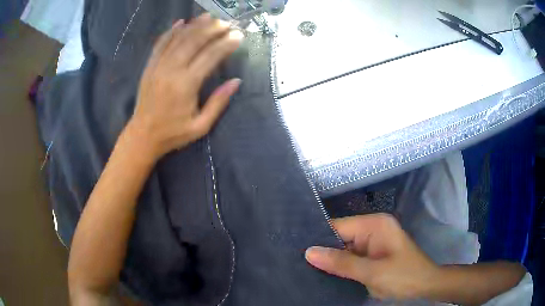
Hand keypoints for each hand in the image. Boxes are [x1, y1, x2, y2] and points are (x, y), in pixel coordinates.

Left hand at [129, 14, 243, 160]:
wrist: (142, 136)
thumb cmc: (173, 133)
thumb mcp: (200, 126)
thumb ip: (218, 103)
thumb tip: (236, 81)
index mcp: (186, 85)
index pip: (210, 56)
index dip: (226, 44)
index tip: (239, 36)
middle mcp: (172, 70)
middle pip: (194, 41)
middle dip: (212, 29)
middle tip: (227, 23)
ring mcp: (158, 66)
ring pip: (178, 39)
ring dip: (195, 25)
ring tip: (209, 17)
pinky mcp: (149, 67)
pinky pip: (160, 44)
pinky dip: (171, 31)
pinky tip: (181, 22)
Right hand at [305, 214, 438, 299]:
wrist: (425, 287)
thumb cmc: (403, 276)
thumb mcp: (372, 272)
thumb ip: (341, 263)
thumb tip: (309, 252)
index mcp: (374, 225)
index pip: (338, 226)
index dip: (318, 238)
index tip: (295, 250)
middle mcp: (372, 229)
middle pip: (339, 236)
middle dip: (322, 250)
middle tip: (296, 262)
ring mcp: (371, 242)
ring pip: (342, 248)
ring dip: (329, 259)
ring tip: (304, 268)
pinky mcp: (371, 255)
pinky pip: (349, 257)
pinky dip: (339, 265)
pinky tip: (323, 273)